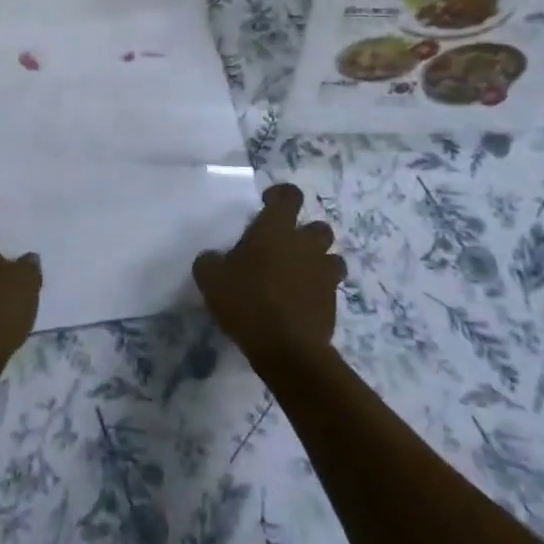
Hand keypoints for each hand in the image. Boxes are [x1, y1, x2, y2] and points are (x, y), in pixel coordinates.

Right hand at [194, 184, 344, 373]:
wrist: (287, 349)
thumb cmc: (247, 301)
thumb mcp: (210, 278)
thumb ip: (210, 261)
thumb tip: (212, 258)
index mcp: (276, 229)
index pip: (289, 195)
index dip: (280, 195)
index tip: (267, 204)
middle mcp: (305, 244)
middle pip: (318, 226)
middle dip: (305, 233)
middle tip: (284, 247)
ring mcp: (324, 273)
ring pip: (332, 256)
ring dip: (318, 261)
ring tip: (298, 275)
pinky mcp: (333, 302)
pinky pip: (330, 287)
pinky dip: (318, 290)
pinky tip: (300, 303)